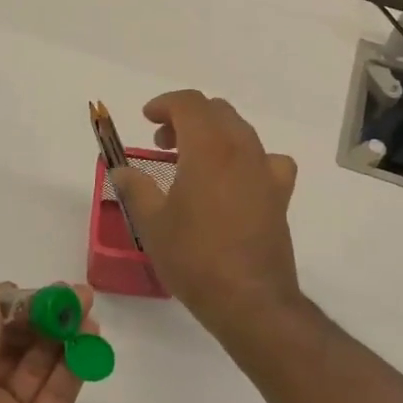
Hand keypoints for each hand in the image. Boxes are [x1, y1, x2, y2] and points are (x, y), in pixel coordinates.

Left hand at [0, 286, 96, 402]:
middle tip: (73, 295)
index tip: (33, 291)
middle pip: (15, 341)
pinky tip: (90, 342)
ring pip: (41, 362)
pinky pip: (59, 393)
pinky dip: (74, 366)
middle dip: (41, 315)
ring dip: (62, 334)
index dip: (6, 306)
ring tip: (87, 310)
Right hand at [110, 90, 300, 340]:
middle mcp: (241, 148)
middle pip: (216, 111)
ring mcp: (265, 170)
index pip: (189, 103)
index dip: (164, 104)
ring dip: (213, 134)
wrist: (250, 300)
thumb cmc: (195, 257)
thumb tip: (121, 170)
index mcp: (208, 147)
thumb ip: (135, 188)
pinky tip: (235, 180)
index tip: (147, 118)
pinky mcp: (280, 193)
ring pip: (240, 130)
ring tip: (191, 161)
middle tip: (163, 143)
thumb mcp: (152, 223)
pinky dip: (245, 157)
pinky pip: (265, 159)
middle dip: (186, 118)